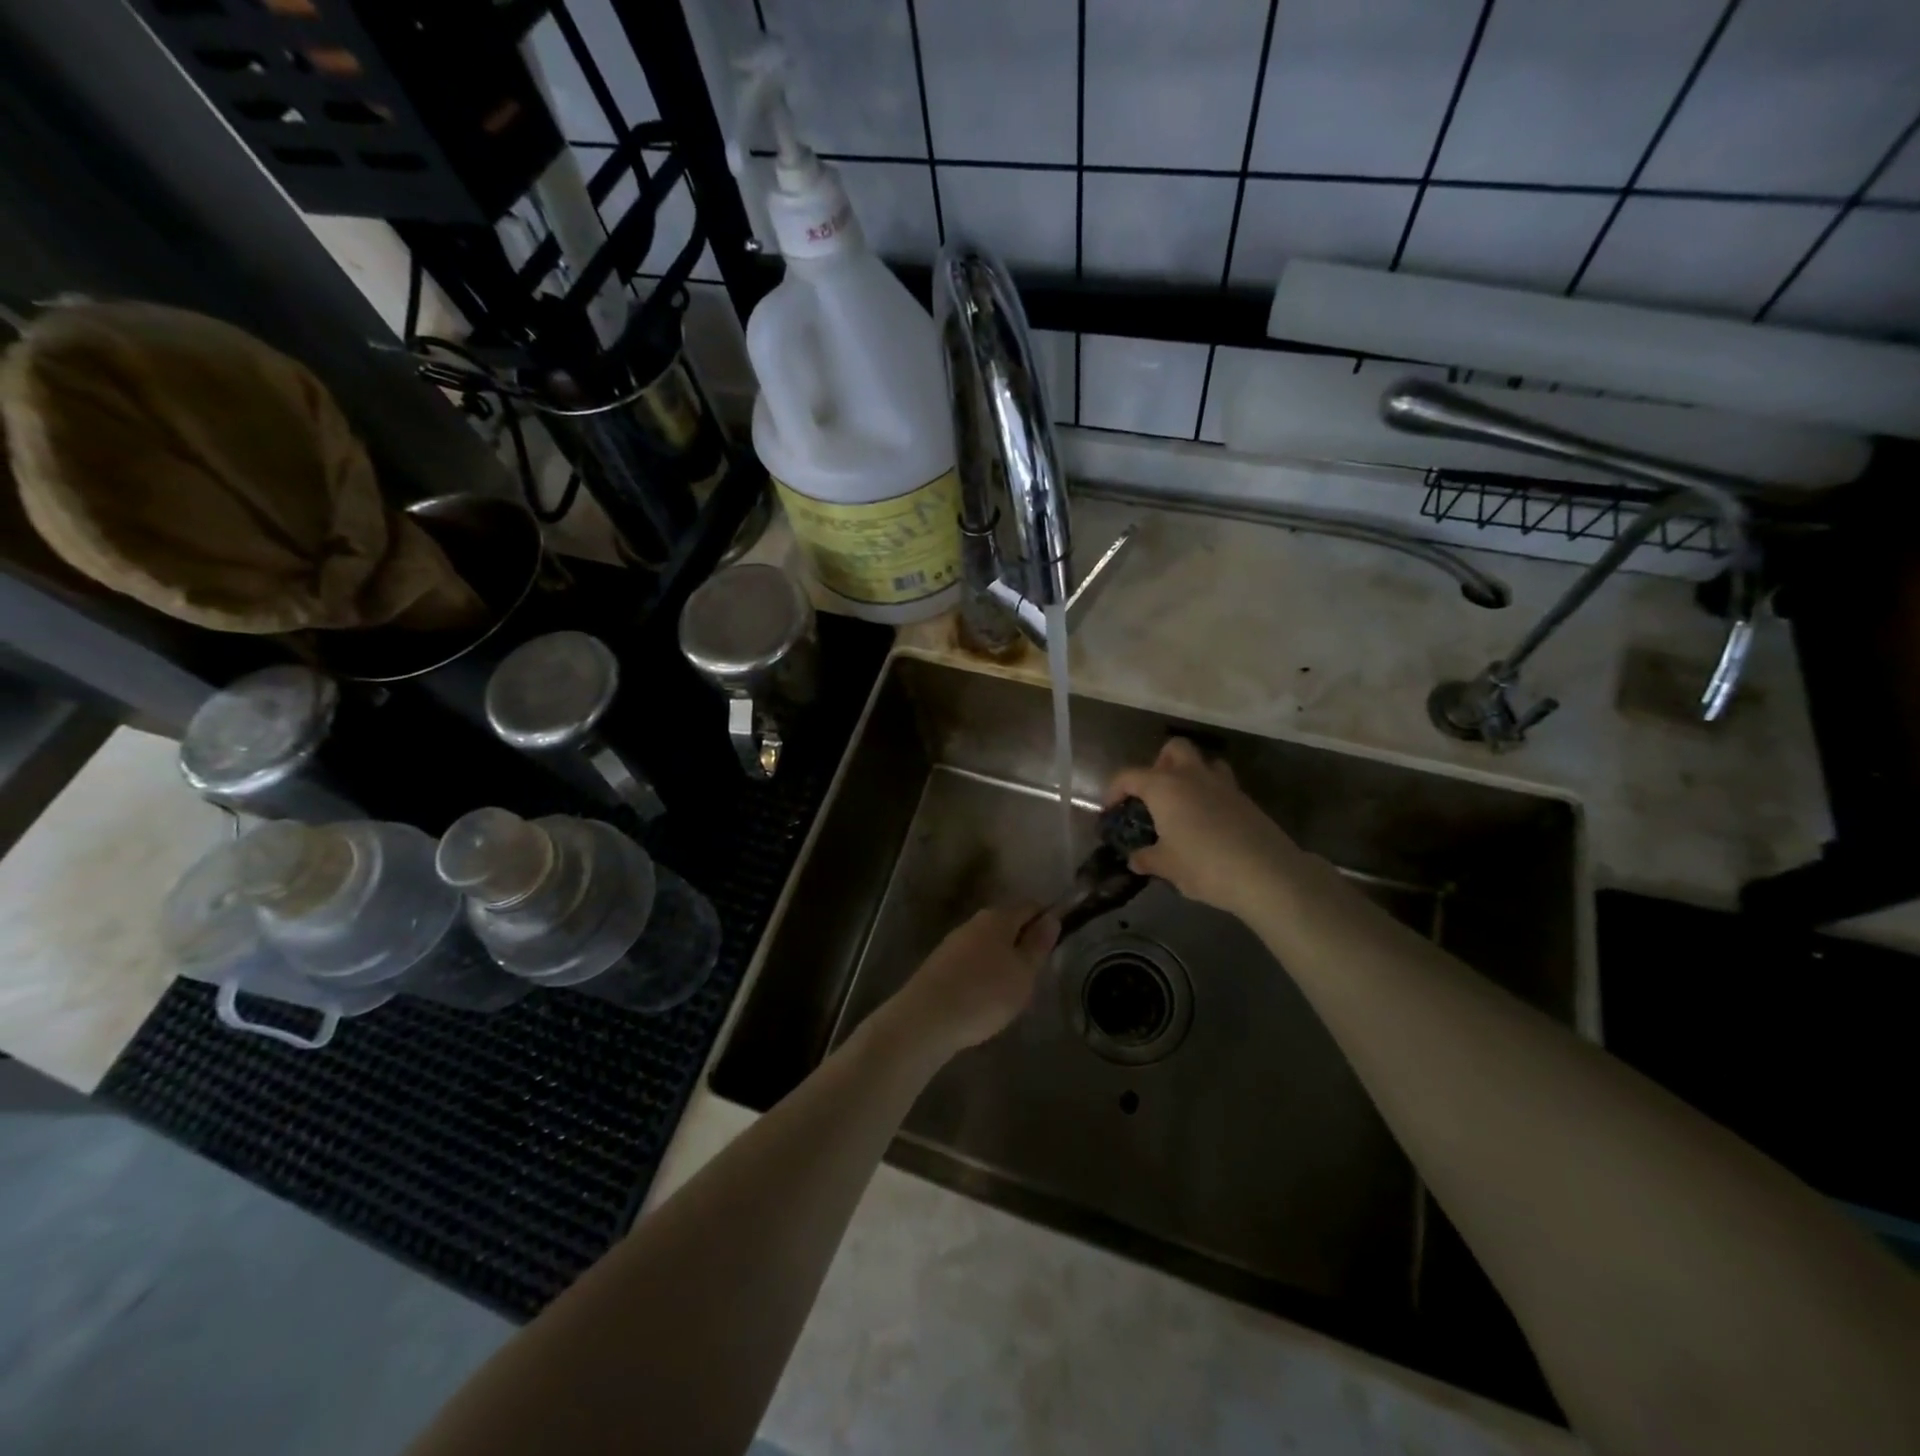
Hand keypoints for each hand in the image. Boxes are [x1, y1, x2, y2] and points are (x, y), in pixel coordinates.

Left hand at [884, 904, 1060, 1057]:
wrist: (927, 1018)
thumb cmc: (985, 993)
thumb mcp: (1023, 972)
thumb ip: (1038, 944)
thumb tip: (1051, 917)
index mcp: (998, 918)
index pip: (1029, 907)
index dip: (1046, 919)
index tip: (1059, 939)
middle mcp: (974, 922)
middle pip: (1007, 923)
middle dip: (1023, 941)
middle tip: (1038, 970)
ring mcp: (954, 942)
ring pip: (988, 943)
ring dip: (1002, 958)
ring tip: (1014, 988)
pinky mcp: (940, 964)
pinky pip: (971, 960)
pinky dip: (983, 972)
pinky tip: (986, 995)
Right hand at [1105, 738, 1299, 919]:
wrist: (1266, 874)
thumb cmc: (1204, 866)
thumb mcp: (1167, 866)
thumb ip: (1147, 858)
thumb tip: (1135, 858)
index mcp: (1164, 787)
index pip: (1129, 776)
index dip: (1114, 790)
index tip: (1111, 811)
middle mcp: (1192, 776)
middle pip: (1173, 749)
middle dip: (1159, 764)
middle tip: (1153, 794)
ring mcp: (1223, 784)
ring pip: (1203, 762)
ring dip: (1189, 774)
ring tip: (1183, 804)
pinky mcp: (1245, 800)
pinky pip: (1221, 785)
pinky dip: (1210, 795)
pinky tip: (1207, 823)